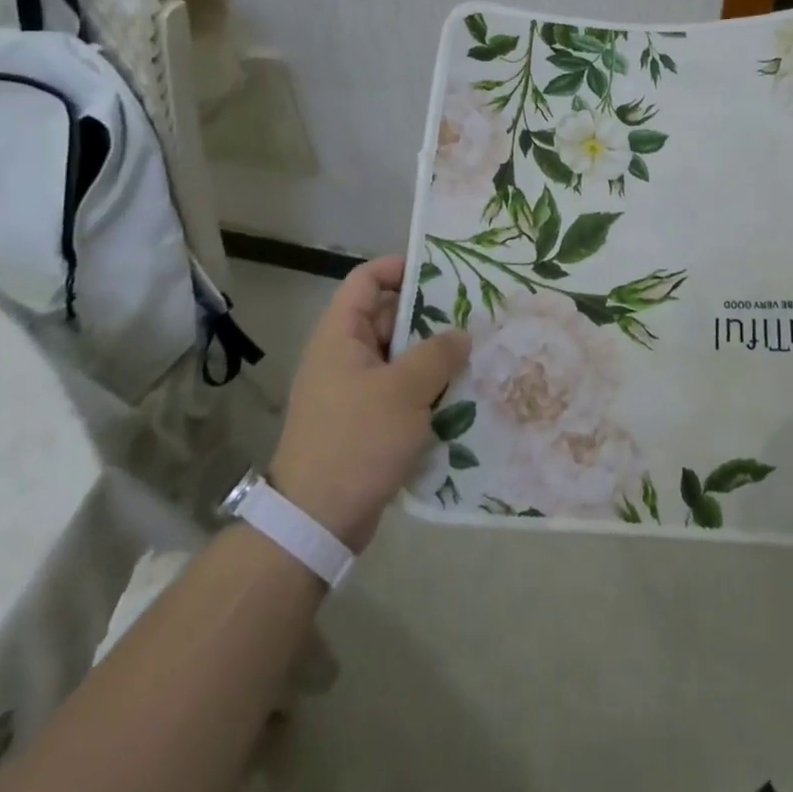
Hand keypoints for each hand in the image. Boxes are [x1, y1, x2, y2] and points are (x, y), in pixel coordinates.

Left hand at [267, 255, 468, 551]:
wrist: (316, 524)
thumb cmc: (356, 442)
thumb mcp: (404, 391)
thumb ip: (437, 354)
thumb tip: (460, 334)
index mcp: (340, 336)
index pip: (366, 280)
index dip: (400, 268)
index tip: (442, 272)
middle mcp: (344, 357)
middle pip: (387, 318)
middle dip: (430, 315)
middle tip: (474, 314)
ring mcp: (353, 392)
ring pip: (399, 358)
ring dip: (433, 356)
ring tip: (476, 353)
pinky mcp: (365, 423)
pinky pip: (399, 392)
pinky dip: (426, 389)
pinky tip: (461, 395)